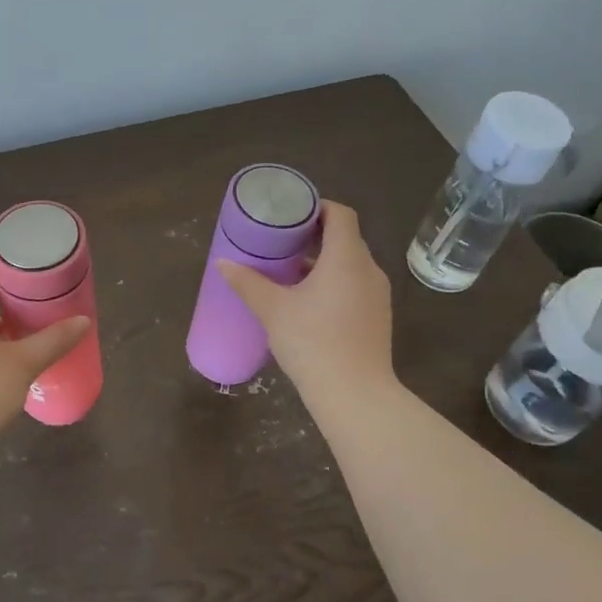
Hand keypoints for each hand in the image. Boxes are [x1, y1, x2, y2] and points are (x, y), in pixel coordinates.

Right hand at [217, 201, 395, 403]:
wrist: (355, 394)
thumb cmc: (313, 342)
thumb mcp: (272, 310)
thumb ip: (248, 283)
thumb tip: (222, 263)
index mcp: (347, 257)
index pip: (340, 214)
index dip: (316, 207)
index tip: (290, 215)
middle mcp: (369, 269)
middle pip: (345, 238)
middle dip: (314, 236)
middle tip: (281, 242)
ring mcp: (378, 295)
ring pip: (351, 265)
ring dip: (324, 262)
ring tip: (290, 273)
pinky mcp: (378, 317)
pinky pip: (356, 286)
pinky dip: (335, 283)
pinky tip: (309, 303)